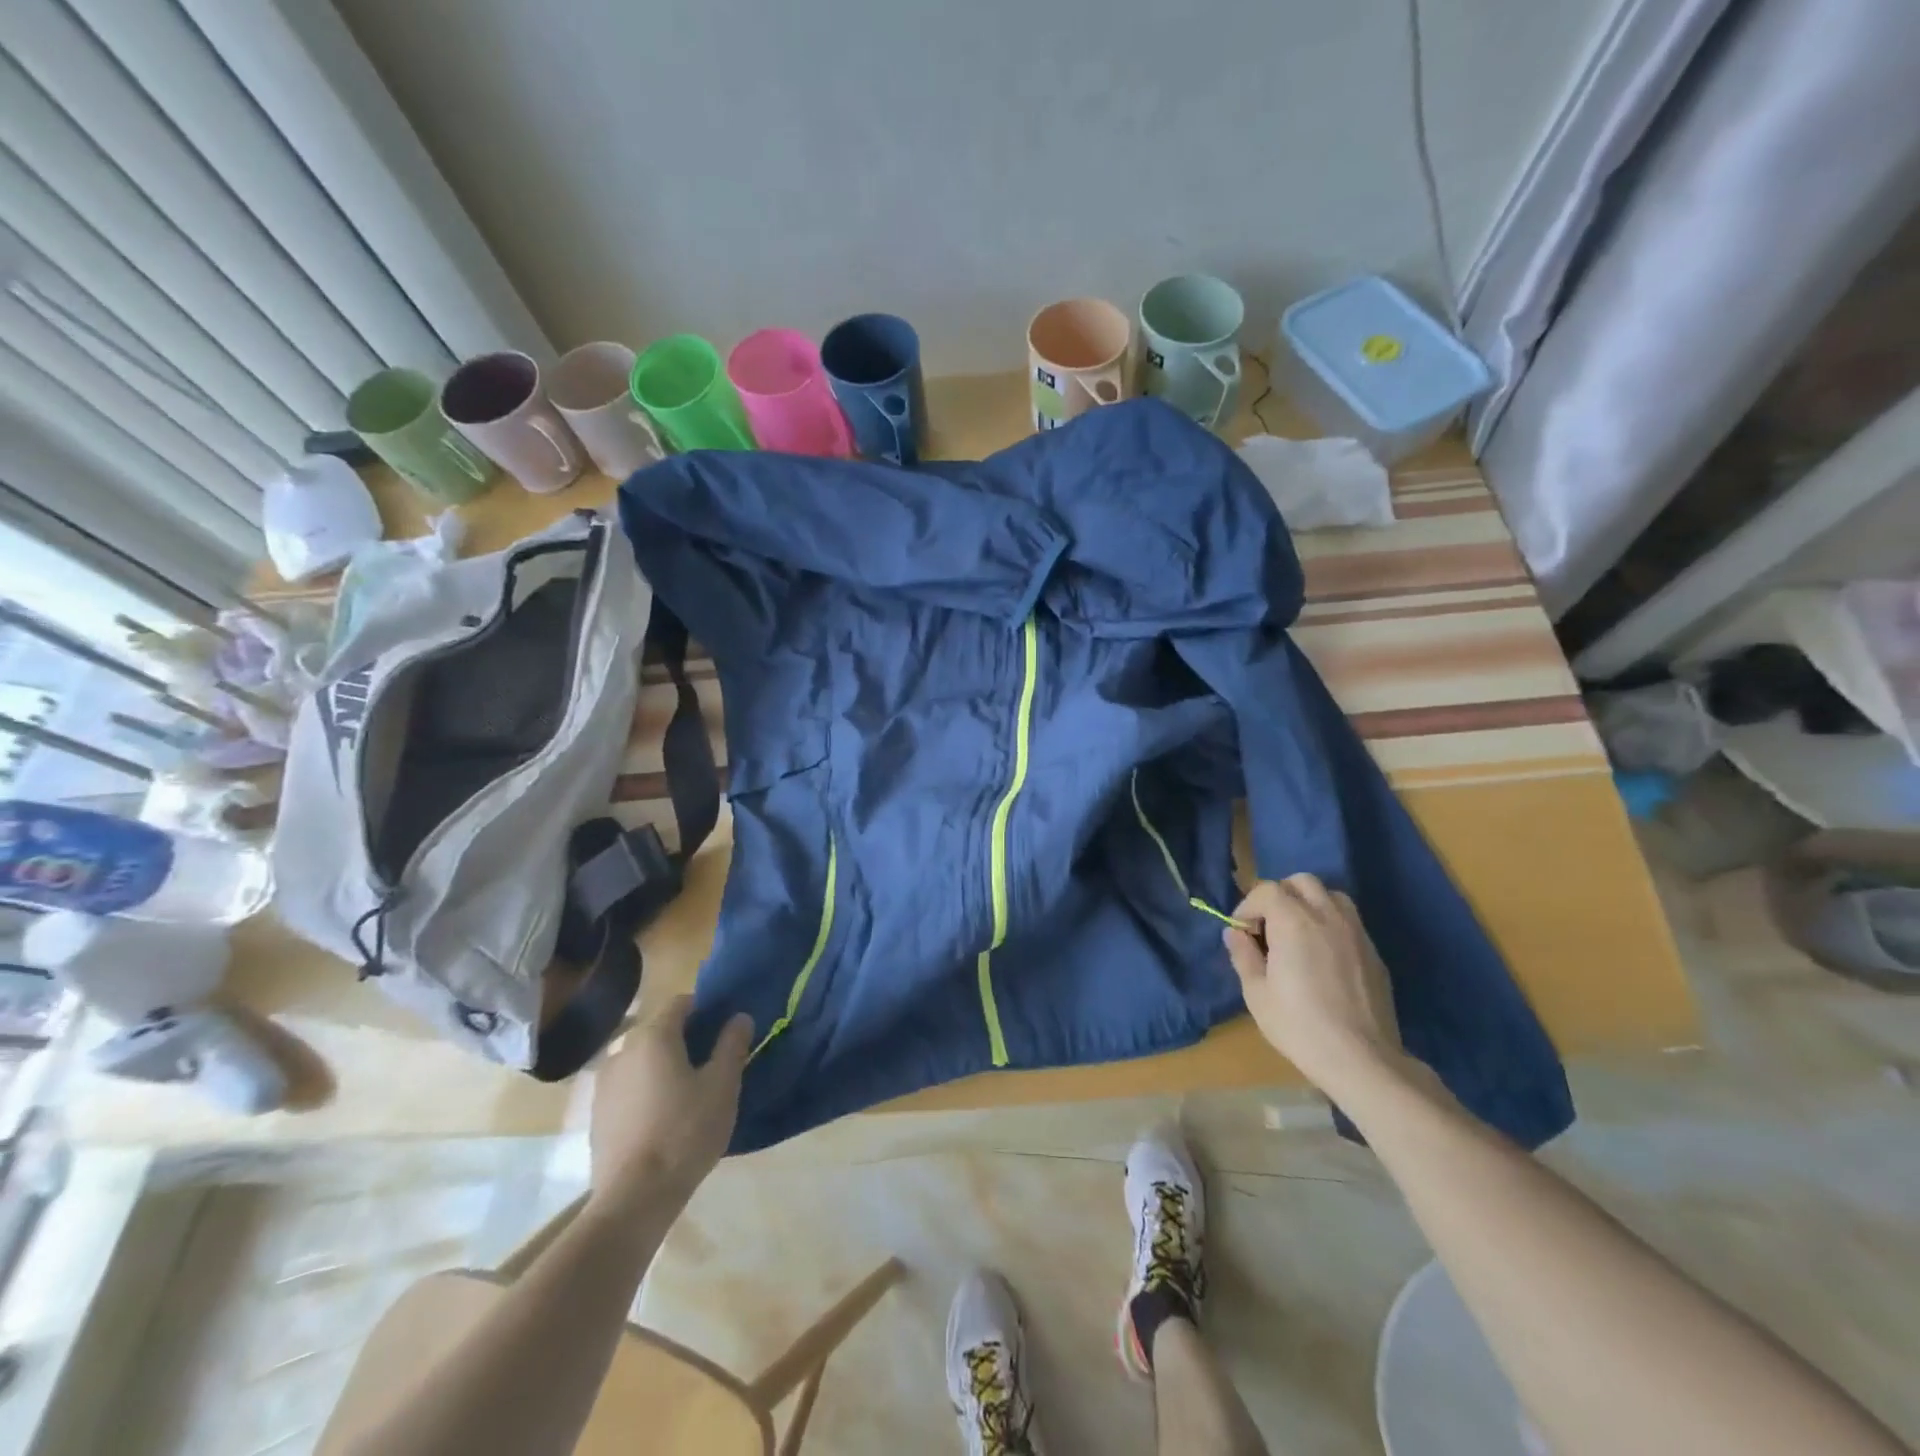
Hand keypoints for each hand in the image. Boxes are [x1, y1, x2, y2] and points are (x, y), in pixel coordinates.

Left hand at [588, 996, 752, 1208]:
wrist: (634, 1197)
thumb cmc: (685, 1132)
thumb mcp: (722, 1086)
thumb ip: (732, 1045)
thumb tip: (739, 1017)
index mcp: (654, 1036)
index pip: (681, 1003)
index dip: (705, 1010)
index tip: (723, 1030)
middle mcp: (623, 1050)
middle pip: (659, 1031)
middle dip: (685, 1039)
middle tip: (711, 1064)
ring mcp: (604, 1083)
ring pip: (642, 1060)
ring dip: (663, 1066)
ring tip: (687, 1093)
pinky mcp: (597, 1114)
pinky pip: (628, 1087)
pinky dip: (645, 1091)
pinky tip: (662, 1118)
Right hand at [1223, 876, 1405, 1100]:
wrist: (1362, 1059)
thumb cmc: (1299, 1025)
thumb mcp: (1256, 994)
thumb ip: (1243, 955)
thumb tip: (1234, 933)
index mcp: (1293, 921)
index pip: (1266, 890)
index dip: (1248, 906)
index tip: (1242, 932)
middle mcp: (1327, 916)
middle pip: (1301, 882)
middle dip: (1280, 895)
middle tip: (1269, 926)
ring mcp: (1356, 932)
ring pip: (1331, 895)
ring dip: (1309, 904)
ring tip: (1299, 934)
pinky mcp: (1374, 952)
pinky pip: (1349, 921)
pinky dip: (1331, 924)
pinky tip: (1324, 956)